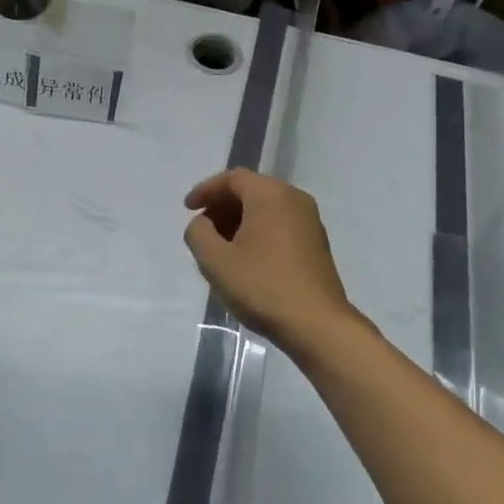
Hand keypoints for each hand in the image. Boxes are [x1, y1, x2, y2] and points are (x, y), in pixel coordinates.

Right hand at [183, 169, 359, 348]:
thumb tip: (202, 224)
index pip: (233, 179)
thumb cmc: (262, 286)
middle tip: (202, 229)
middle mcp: (294, 198)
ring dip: (239, 220)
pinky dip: (258, 231)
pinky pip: (280, 224)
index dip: (206, 190)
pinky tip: (245, 258)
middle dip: (222, 206)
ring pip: (266, 208)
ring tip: (220, 247)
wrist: (316, 324)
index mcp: (270, 194)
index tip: (188, 209)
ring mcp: (310, 220)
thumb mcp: (216, 261)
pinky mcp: (316, 242)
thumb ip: (198, 234)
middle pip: (251, 191)